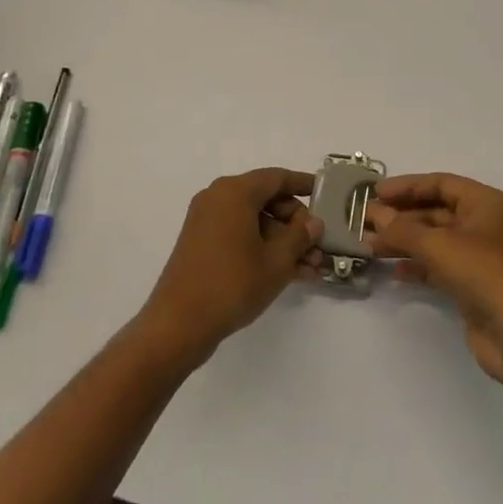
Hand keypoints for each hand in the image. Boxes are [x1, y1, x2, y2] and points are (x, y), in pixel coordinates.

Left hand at [137, 169, 323, 363]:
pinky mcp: (201, 244)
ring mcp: (207, 222)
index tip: (324, 193)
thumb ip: (300, 237)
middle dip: (295, 224)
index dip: (303, 184)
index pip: (277, 178)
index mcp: (235, 192)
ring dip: (282, 241)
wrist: (178, 325)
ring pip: (255, 222)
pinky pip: (239, 235)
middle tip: (318, 246)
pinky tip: (288, 273)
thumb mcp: (276, 261)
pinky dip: (262, 248)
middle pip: (266, 200)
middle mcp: (218, 198)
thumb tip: (313, 222)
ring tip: (309, 268)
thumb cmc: (232, 284)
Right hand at [367, 174, 502, 387]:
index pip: (441, 184)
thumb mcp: (440, 245)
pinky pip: (440, 267)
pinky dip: (418, 266)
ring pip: (436, 241)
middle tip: (364, 222)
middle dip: (401, 217)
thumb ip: (404, 229)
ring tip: (369, 246)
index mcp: (488, 203)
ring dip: (405, 242)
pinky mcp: (475, 287)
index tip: (374, 192)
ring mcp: (482, 258)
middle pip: (437, 212)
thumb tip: (376, 215)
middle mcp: (487, 225)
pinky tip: (394, 270)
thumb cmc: (486, 274)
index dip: (407, 186)